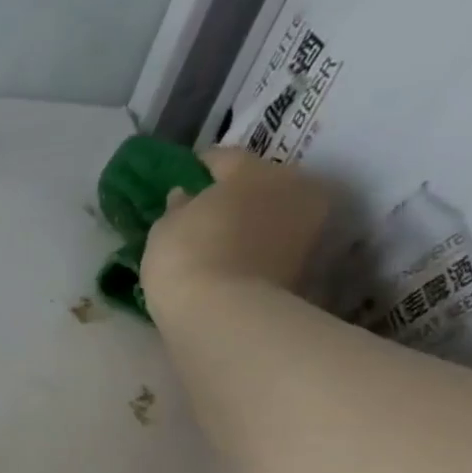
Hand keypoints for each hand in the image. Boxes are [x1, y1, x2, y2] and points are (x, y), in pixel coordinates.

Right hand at [140, 147, 331, 311]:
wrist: (224, 315)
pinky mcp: (306, 262)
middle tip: (203, 210)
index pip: (224, 157)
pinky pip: (273, 243)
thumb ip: (178, 207)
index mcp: (254, 170)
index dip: (198, 167)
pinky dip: (256, 247)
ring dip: (248, 221)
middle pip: (259, 182)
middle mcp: (292, 187)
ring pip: (271, 213)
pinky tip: (231, 259)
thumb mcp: (165, 227)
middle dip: (234, 193)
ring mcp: (306, 226)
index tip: (182, 178)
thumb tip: (186, 197)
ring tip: (218, 238)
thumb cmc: (187, 257)